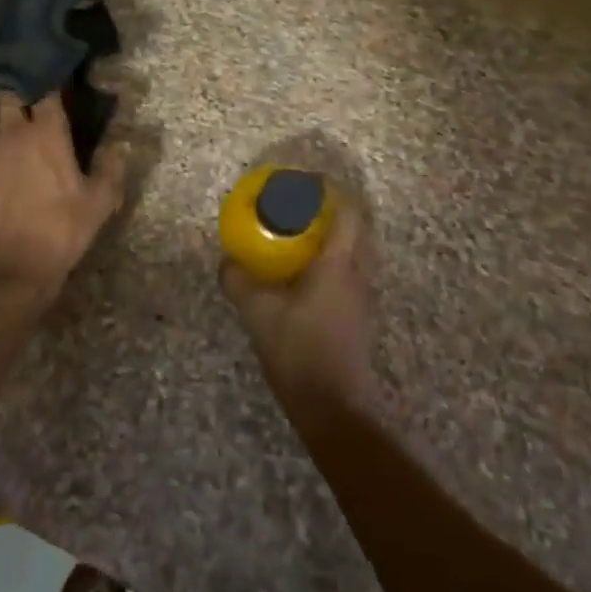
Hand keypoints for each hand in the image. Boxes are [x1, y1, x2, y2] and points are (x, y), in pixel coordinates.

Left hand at [0, 91, 126, 310]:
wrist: (14, 267)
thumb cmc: (63, 229)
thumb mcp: (101, 200)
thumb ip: (113, 166)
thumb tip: (121, 141)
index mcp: (47, 133)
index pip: (47, 90)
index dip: (49, 81)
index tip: (54, 79)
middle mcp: (11, 131)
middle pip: (8, 94)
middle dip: (15, 89)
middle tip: (21, 92)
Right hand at [221, 201, 375, 416]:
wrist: (334, 407)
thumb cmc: (299, 350)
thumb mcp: (258, 313)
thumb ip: (239, 281)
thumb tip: (226, 261)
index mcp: (339, 263)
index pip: (349, 212)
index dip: (332, 192)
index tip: (308, 183)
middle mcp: (359, 274)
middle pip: (357, 229)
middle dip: (333, 213)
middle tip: (301, 210)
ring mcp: (364, 297)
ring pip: (357, 253)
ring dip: (335, 239)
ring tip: (302, 240)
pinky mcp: (361, 317)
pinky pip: (352, 274)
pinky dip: (335, 264)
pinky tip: (308, 278)